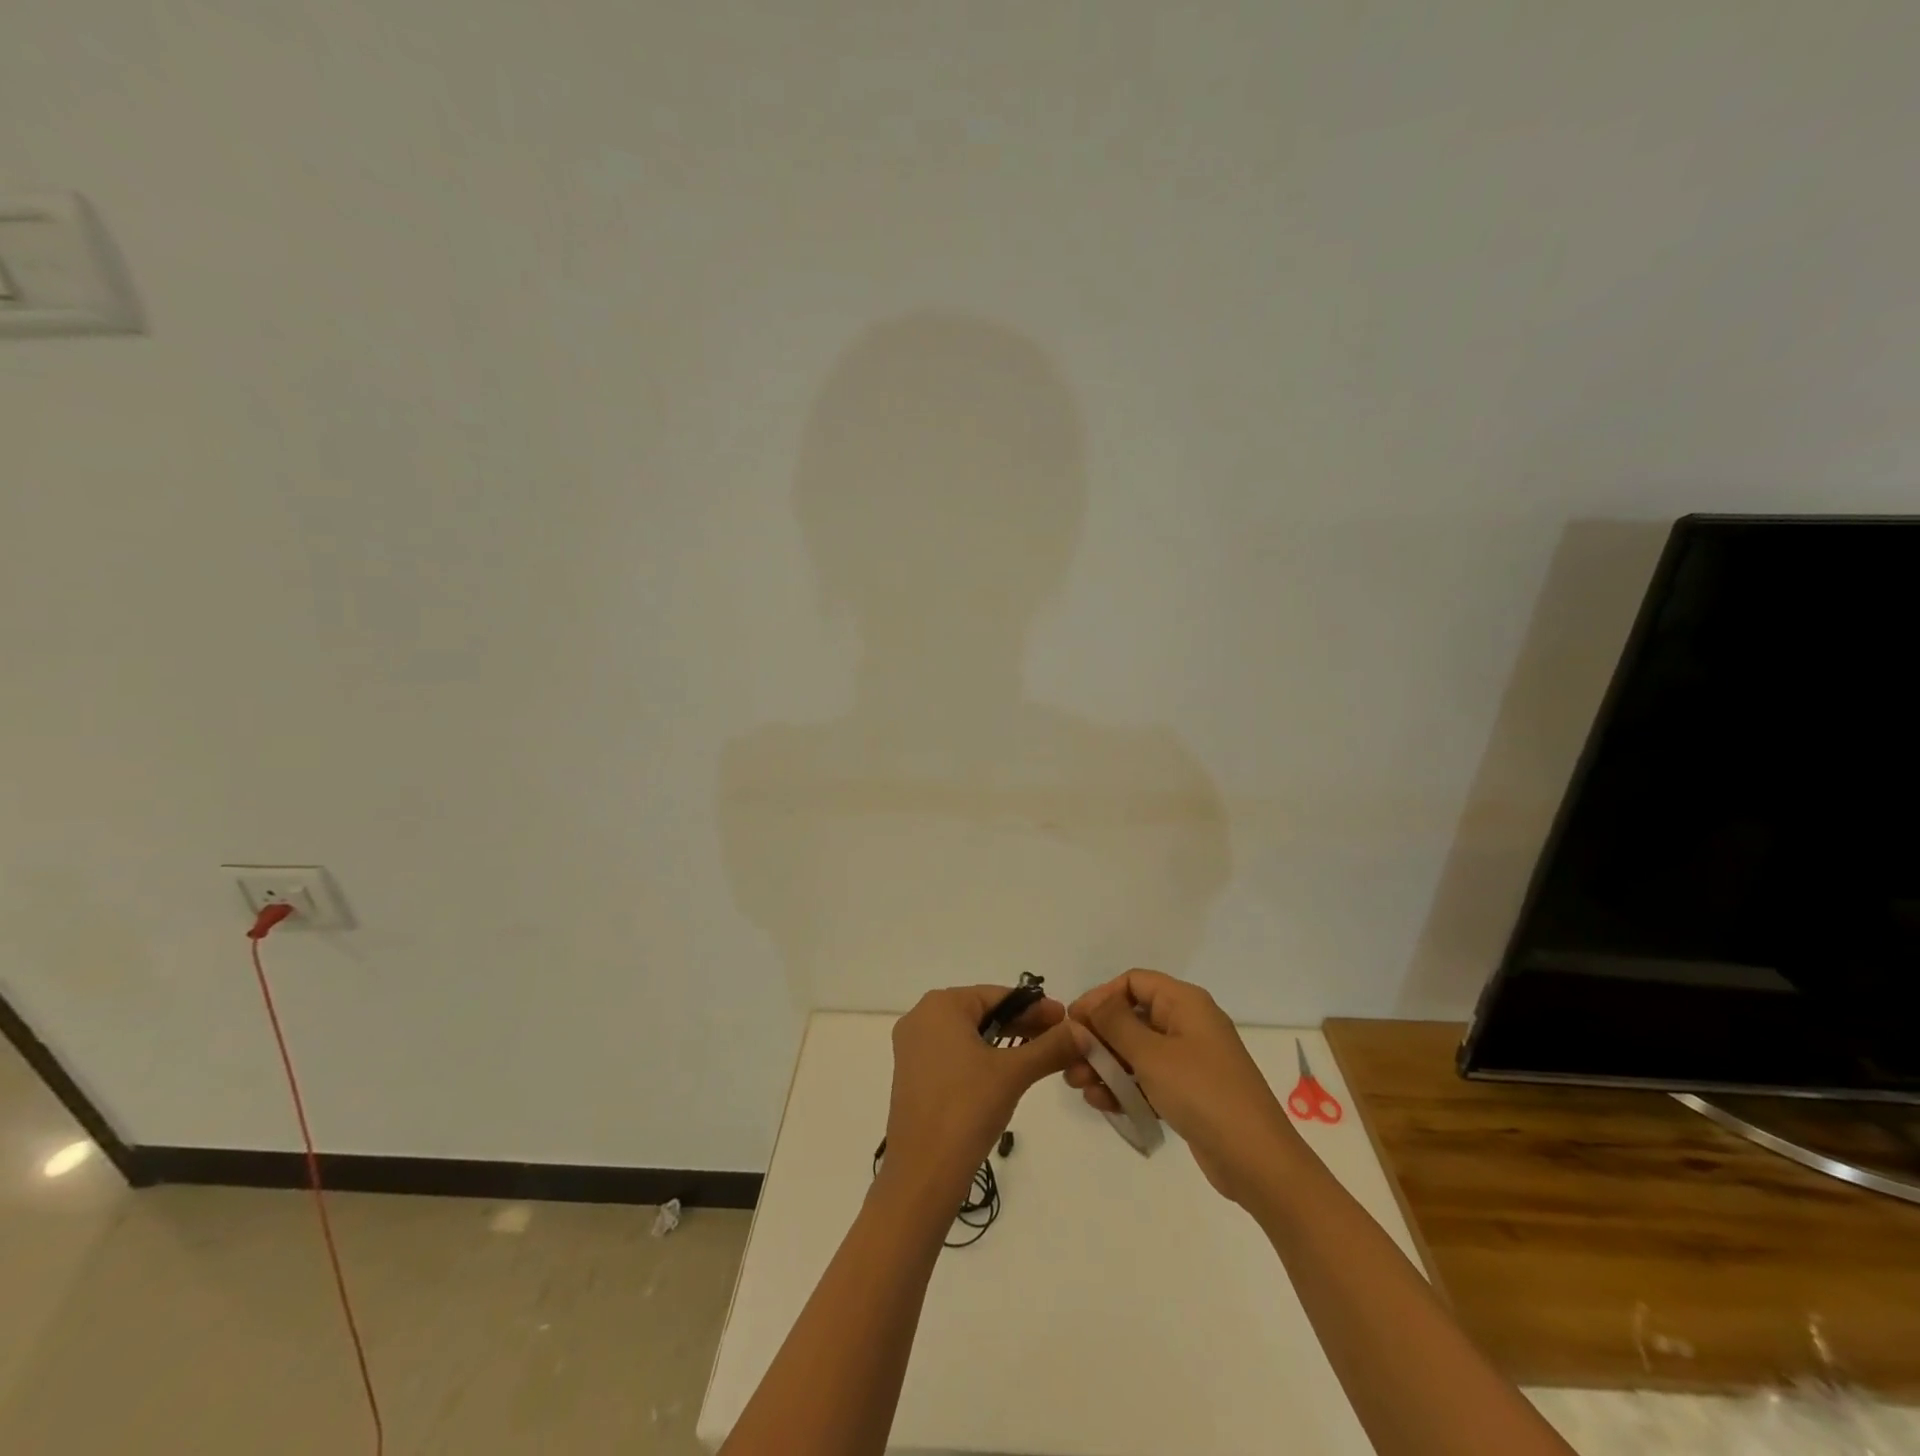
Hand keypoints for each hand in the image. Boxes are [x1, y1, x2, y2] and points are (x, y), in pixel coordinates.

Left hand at [880, 985, 1088, 1207]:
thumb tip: (1084, 1031)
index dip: (1035, 1007)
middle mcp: (921, 1017)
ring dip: (1005, 1042)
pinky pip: (955, 1053)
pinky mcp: (914, 1075)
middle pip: (983, 1012)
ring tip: (1040, 1055)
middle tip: (1060, 1038)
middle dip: (1022, 1025)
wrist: (922, 1173)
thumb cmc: (966, 1109)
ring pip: (970, 1034)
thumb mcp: (1014, 1073)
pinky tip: (1008, 1072)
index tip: (1066, 1019)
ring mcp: (913, 1047)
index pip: (998, 995)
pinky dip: (983, 1057)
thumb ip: (1050, 1047)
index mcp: (940, 1005)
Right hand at [1065, 969, 1303, 1205]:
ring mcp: (1189, 1059)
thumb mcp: (1151, 1055)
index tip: (1073, 1022)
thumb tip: (1089, 1005)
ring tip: (1077, 1085)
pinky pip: (1148, 1079)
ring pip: (1136, 1052)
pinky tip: (1100, 1103)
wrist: (1257, 1161)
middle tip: (1069, 1059)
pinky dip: (1124, 1087)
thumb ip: (1114, 1026)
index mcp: (1184, 1003)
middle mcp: (1187, 1024)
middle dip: (1098, 1037)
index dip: (1100, 997)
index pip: (1133, 983)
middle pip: (1131, 1018)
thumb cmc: (1202, 1093)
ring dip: (1105, 1065)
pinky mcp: (1188, 1092)